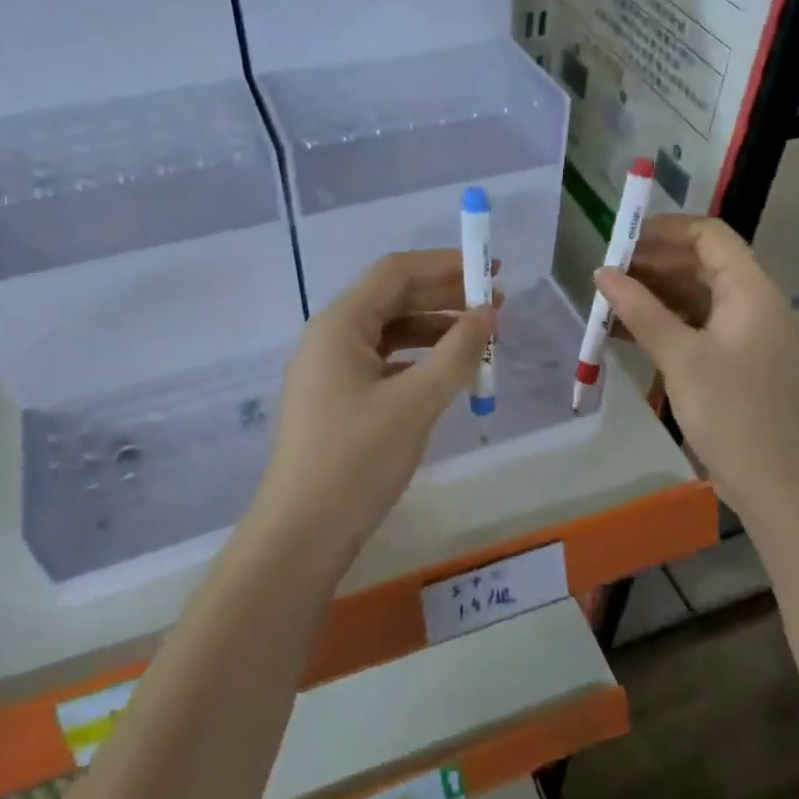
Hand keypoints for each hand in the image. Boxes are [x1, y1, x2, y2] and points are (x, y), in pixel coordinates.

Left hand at [250, 251, 495, 560]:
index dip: (445, 265)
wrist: (302, 533)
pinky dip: (419, 361)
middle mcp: (331, 337)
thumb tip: (487, 314)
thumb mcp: (415, 403)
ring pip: (390, 333)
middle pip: (393, 299)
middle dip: (445, 296)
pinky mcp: (338, 400)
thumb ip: (456, 352)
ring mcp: (331, 370)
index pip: (395, 272)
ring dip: (436, 330)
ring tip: (482, 339)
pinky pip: (384, 364)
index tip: (492, 270)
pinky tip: (449, 373)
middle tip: (496, 305)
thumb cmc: (357, 460)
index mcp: (340, 325)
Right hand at [596, 215, 798, 516]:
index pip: (710, 236)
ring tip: (610, 303)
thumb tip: (603, 273)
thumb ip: (641, 311)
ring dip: (656, 296)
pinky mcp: (738, 363)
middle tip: (607, 274)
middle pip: (703, 265)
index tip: (622, 239)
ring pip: (698, 298)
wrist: (778, 483)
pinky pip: (699, 328)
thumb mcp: (681, 357)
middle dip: (654, 264)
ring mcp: (748, 335)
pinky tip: (627, 334)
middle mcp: (754, 304)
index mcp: (751, 290)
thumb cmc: (732, 412)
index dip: (666, 230)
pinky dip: (666, 325)